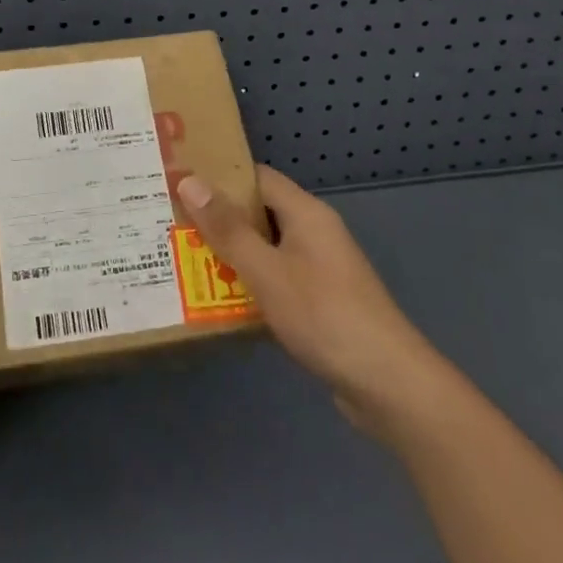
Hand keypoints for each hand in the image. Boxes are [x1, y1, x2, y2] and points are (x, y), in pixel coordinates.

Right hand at [177, 165, 438, 431]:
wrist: (389, 385)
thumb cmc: (324, 315)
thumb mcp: (266, 270)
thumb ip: (227, 229)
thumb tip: (189, 181)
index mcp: (306, 213)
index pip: (257, 178)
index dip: (220, 177)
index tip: (180, 183)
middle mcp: (314, 232)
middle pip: (260, 213)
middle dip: (219, 219)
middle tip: (173, 223)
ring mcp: (321, 268)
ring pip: (267, 248)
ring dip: (233, 254)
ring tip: (186, 259)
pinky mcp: (322, 302)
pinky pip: (278, 278)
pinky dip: (251, 283)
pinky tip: (222, 300)